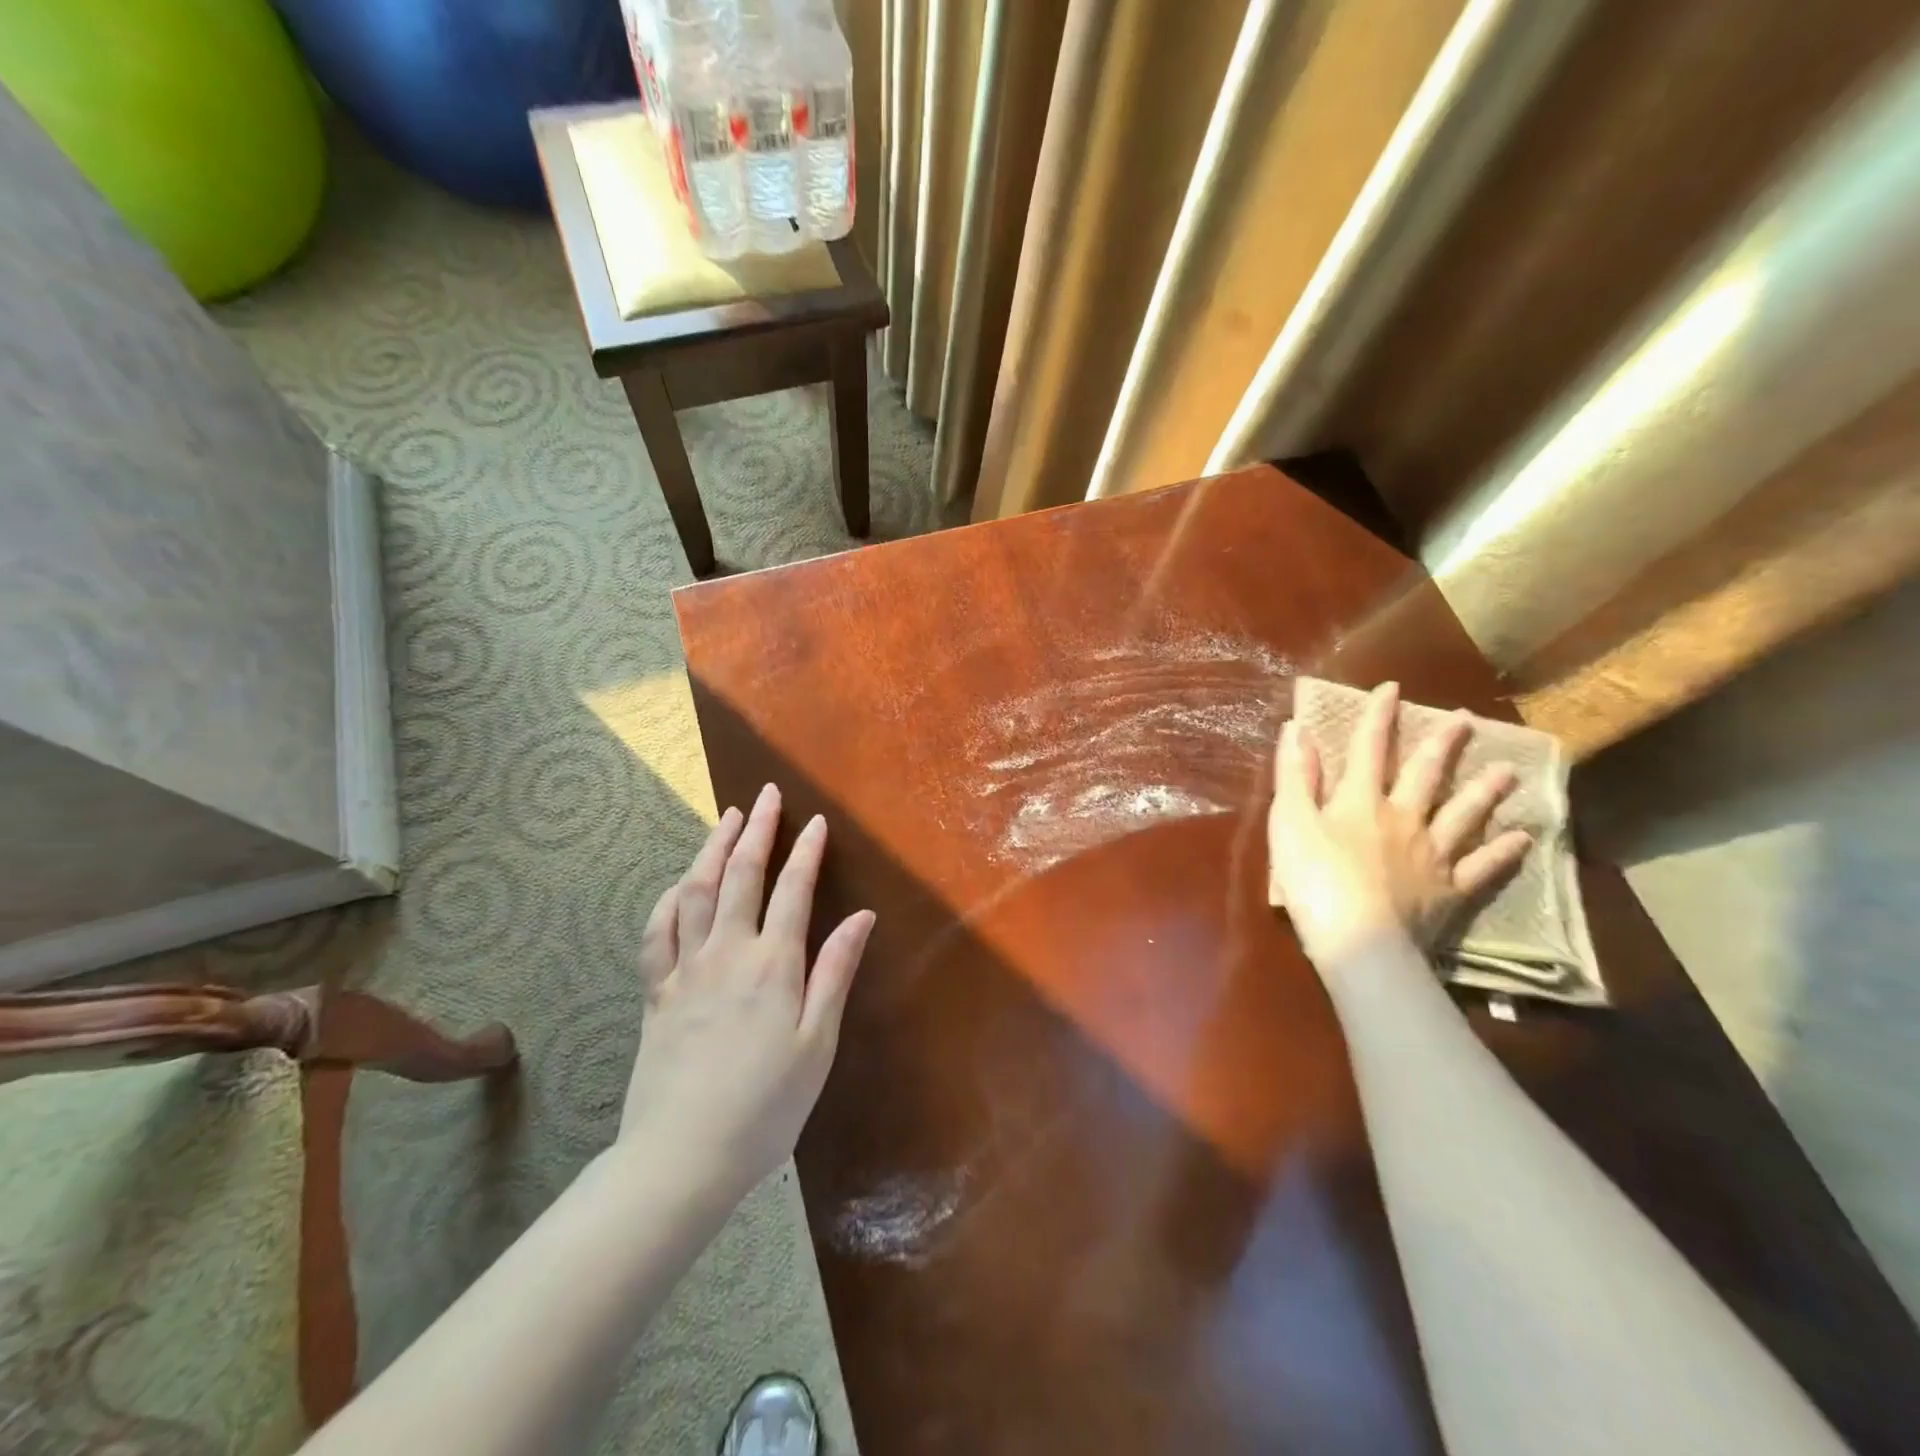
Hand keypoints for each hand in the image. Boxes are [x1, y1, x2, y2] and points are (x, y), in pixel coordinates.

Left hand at [619, 783, 875, 1203]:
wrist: (682, 1157)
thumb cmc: (766, 1106)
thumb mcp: (817, 1043)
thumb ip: (835, 972)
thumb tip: (862, 916)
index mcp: (773, 965)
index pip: (793, 890)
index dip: (806, 851)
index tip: (816, 821)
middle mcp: (727, 953)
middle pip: (741, 876)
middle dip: (757, 830)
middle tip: (766, 794)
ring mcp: (685, 970)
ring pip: (695, 892)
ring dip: (712, 849)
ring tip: (726, 819)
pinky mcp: (656, 992)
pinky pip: (657, 932)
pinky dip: (669, 898)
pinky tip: (679, 884)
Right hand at [1268, 681, 1531, 970]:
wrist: (1359, 942)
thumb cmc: (1313, 879)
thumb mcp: (1290, 822)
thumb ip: (1295, 776)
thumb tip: (1297, 729)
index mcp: (1360, 801)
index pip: (1369, 748)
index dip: (1378, 717)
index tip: (1393, 688)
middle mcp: (1403, 817)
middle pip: (1425, 774)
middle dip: (1442, 745)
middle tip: (1467, 720)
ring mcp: (1432, 854)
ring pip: (1464, 814)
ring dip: (1484, 790)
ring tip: (1506, 770)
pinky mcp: (1450, 890)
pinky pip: (1482, 866)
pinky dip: (1502, 851)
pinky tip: (1521, 838)